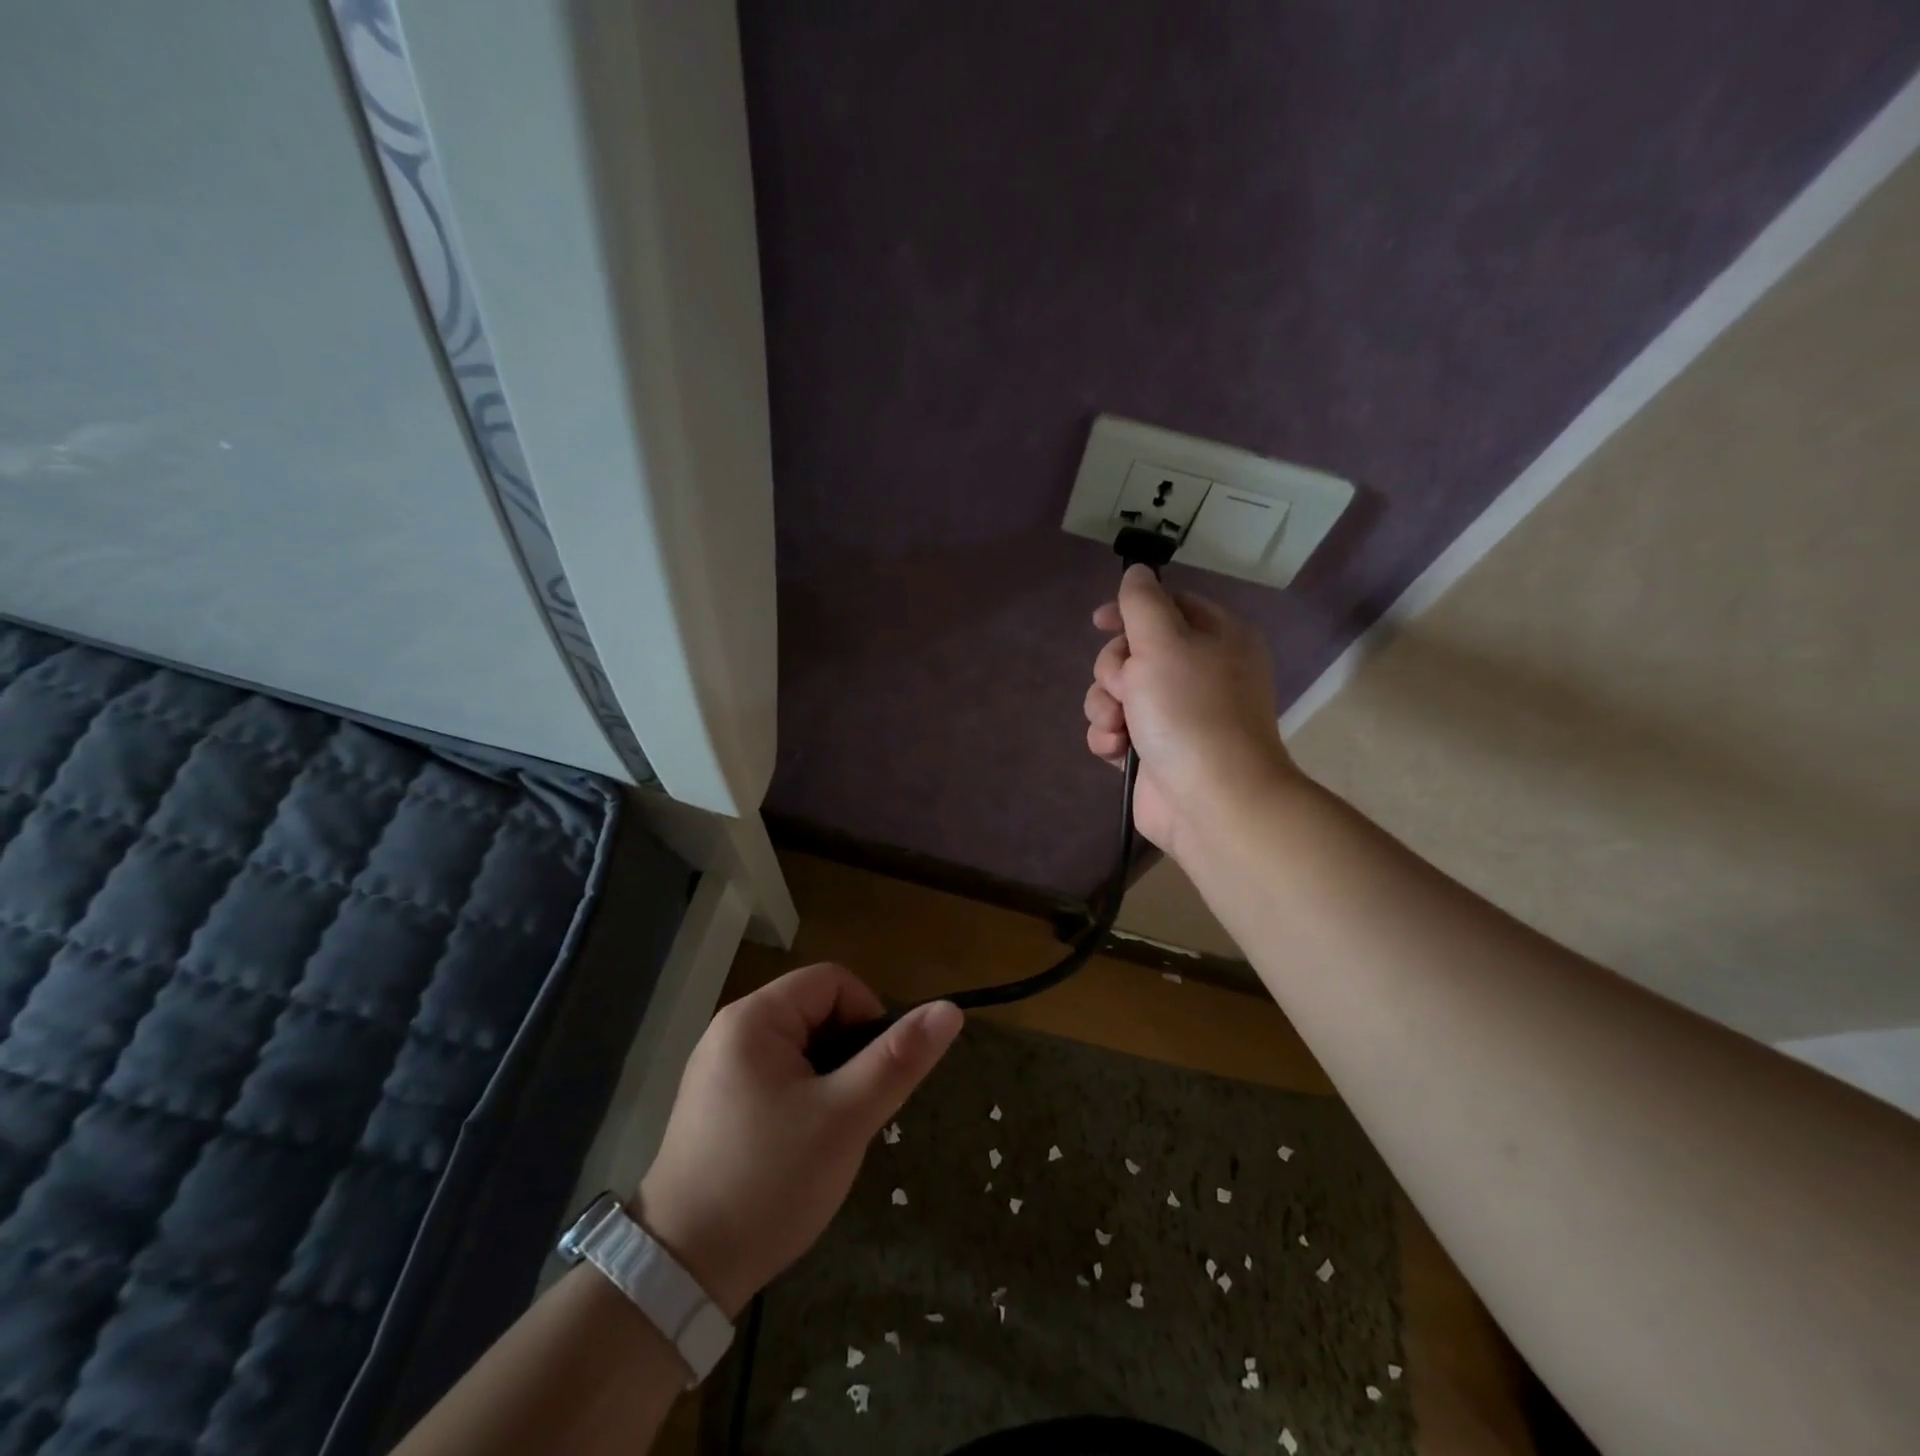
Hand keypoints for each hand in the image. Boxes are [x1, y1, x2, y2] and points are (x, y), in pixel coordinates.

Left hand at [635, 964, 961, 1316]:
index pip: (834, 982)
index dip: (868, 1016)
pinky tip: (802, 1146)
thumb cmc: (769, 1182)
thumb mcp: (845, 1118)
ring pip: (801, 1049)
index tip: (877, 1075)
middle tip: (855, 1113)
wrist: (679, 1274)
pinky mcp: (715, 1104)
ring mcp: (719, 1069)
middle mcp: (731, 1031)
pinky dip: (803, 1098)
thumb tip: (950, 1010)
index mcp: (755, 1018)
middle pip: (816, 1012)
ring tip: (832, 1134)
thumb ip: (899, 1059)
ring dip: (829, 1080)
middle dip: (849, 1055)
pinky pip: (777, 1077)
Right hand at [1085, 565, 1296, 860]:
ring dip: (1105, 706)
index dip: (1130, 611)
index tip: (1100, 622)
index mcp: (1216, 637)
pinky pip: (1117, 729)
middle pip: (1134, 651)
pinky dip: (1109, 738)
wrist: (1211, 799)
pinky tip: (1116, 751)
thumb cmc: (1190, 711)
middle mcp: (1198, 672)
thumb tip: (1136, 572)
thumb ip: (1143, 602)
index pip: (1168, 605)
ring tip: (1118, 727)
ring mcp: (1177, 714)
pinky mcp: (1155, 750)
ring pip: (1118, 692)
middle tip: (1125, 688)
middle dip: (1114, 670)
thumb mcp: (1164, 641)